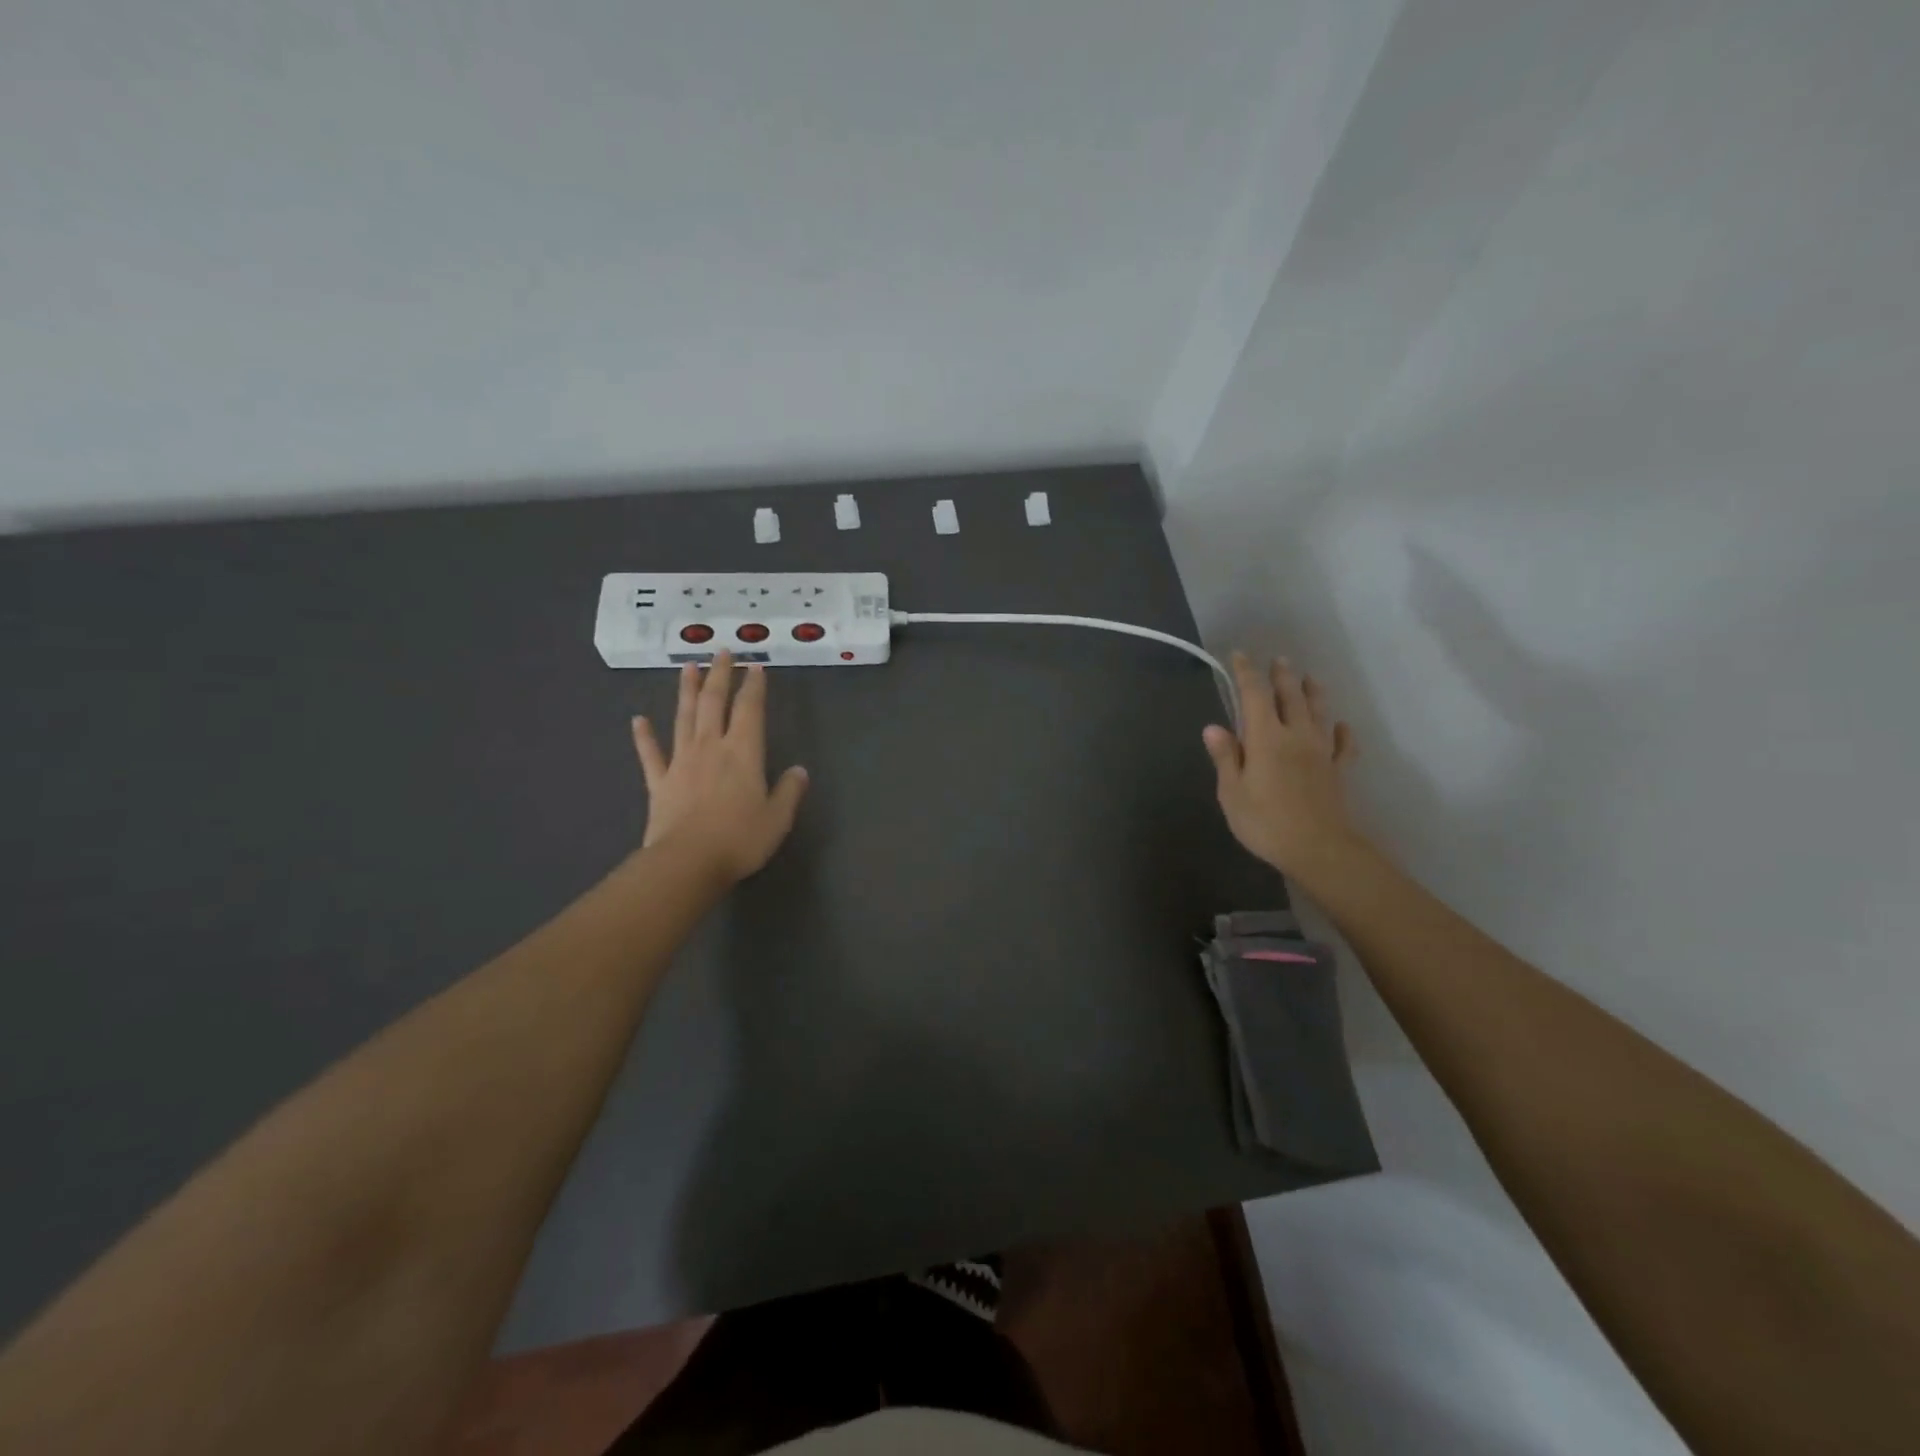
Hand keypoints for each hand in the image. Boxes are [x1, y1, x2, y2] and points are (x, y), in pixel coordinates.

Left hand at [631, 652, 808, 882]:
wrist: (687, 862)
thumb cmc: (740, 839)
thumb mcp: (778, 818)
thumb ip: (789, 791)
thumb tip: (799, 771)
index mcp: (743, 753)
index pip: (750, 710)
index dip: (754, 686)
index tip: (755, 666)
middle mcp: (711, 747)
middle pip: (714, 703)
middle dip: (719, 675)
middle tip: (721, 651)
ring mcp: (681, 762)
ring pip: (683, 718)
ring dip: (686, 691)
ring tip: (687, 666)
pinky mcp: (659, 782)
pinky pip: (651, 754)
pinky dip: (644, 736)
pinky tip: (638, 719)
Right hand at [1204, 652, 1363, 880]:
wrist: (1319, 849)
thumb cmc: (1265, 822)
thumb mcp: (1232, 792)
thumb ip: (1226, 757)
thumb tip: (1213, 727)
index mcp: (1265, 738)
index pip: (1254, 695)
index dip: (1246, 673)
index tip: (1239, 656)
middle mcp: (1295, 736)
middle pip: (1290, 697)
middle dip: (1282, 676)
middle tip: (1278, 659)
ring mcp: (1321, 752)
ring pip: (1318, 713)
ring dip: (1313, 692)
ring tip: (1309, 678)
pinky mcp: (1337, 771)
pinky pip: (1343, 745)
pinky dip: (1342, 732)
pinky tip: (1341, 726)